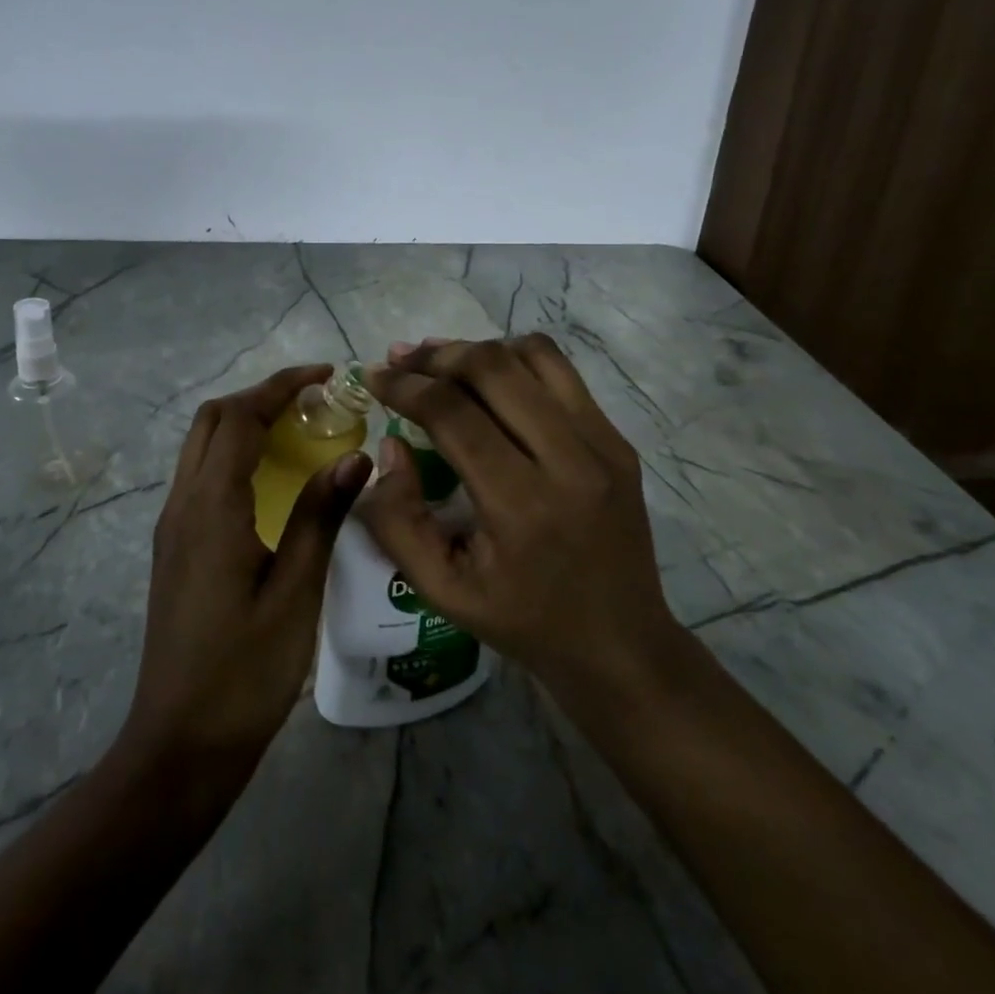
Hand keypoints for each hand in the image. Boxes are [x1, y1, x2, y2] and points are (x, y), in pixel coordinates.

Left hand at [120, 365, 372, 797]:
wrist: (180, 742)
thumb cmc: (245, 671)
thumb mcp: (296, 592)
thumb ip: (321, 516)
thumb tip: (356, 455)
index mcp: (212, 506)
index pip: (242, 418)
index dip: (281, 386)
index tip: (325, 375)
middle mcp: (183, 502)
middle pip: (213, 419)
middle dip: (261, 396)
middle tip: (314, 401)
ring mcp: (173, 525)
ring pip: (202, 445)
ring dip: (245, 422)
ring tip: (298, 429)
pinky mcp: (175, 546)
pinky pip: (202, 474)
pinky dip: (234, 453)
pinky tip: (272, 478)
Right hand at [359, 336, 674, 700]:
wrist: (620, 644)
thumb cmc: (523, 621)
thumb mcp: (441, 590)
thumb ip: (398, 520)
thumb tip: (390, 446)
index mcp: (520, 506)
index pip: (453, 414)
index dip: (405, 387)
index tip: (374, 377)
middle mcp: (569, 461)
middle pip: (492, 369)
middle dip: (436, 356)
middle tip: (400, 359)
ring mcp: (602, 445)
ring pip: (533, 356)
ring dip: (477, 349)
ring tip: (440, 359)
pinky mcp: (618, 440)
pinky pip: (562, 373)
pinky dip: (517, 360)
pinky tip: (490, 377)